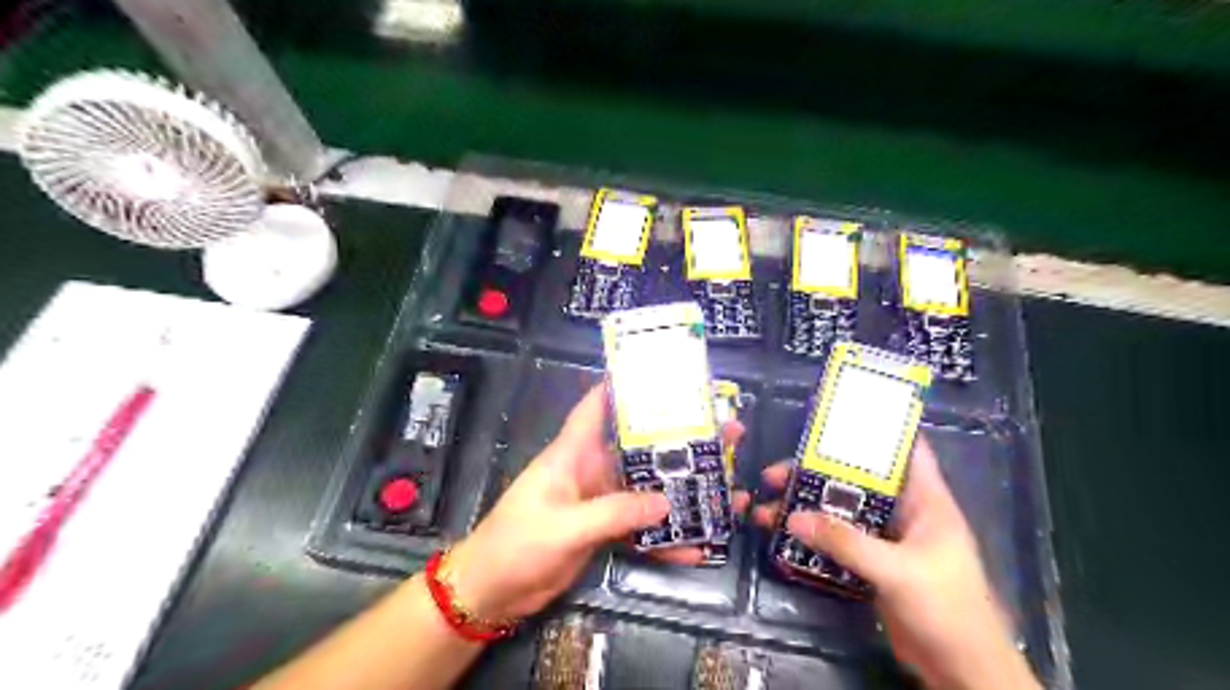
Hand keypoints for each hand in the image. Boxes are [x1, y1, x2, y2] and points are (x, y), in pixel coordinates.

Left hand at [446, 385, 749, 623]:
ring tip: (725, 487)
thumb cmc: (517, 544)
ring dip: (681, 489)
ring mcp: (599, 501)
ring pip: (646, 488)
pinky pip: (640, 528)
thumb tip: (667, 502)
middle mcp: (590, 470)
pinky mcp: (603, 530)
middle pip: (638, 448)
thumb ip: (614, 512)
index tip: (664, 375)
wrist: (492, 592)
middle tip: (723, 432)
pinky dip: (665, 538)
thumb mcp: (565, 526)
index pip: (596, 407)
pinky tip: (695, 547)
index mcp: (572, 453)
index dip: (624, 386)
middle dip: (677, 441)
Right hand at [749, 441, 1035, 689]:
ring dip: (810, 507)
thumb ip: (845, 543)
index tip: (832, 418)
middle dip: (818, 473)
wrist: (961, 671)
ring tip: (768, 505)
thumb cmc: (946, 609)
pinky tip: (785, 535)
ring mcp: (888, 539)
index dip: (874, 430)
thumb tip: (792, 518)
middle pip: (858, 480)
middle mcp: (905, 512)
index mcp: (925, 500)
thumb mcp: (896, 570)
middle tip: (776, 474)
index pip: (905, 450)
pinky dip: (814, 536)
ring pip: (843, 510)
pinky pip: (839, 540)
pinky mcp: (874, 563)